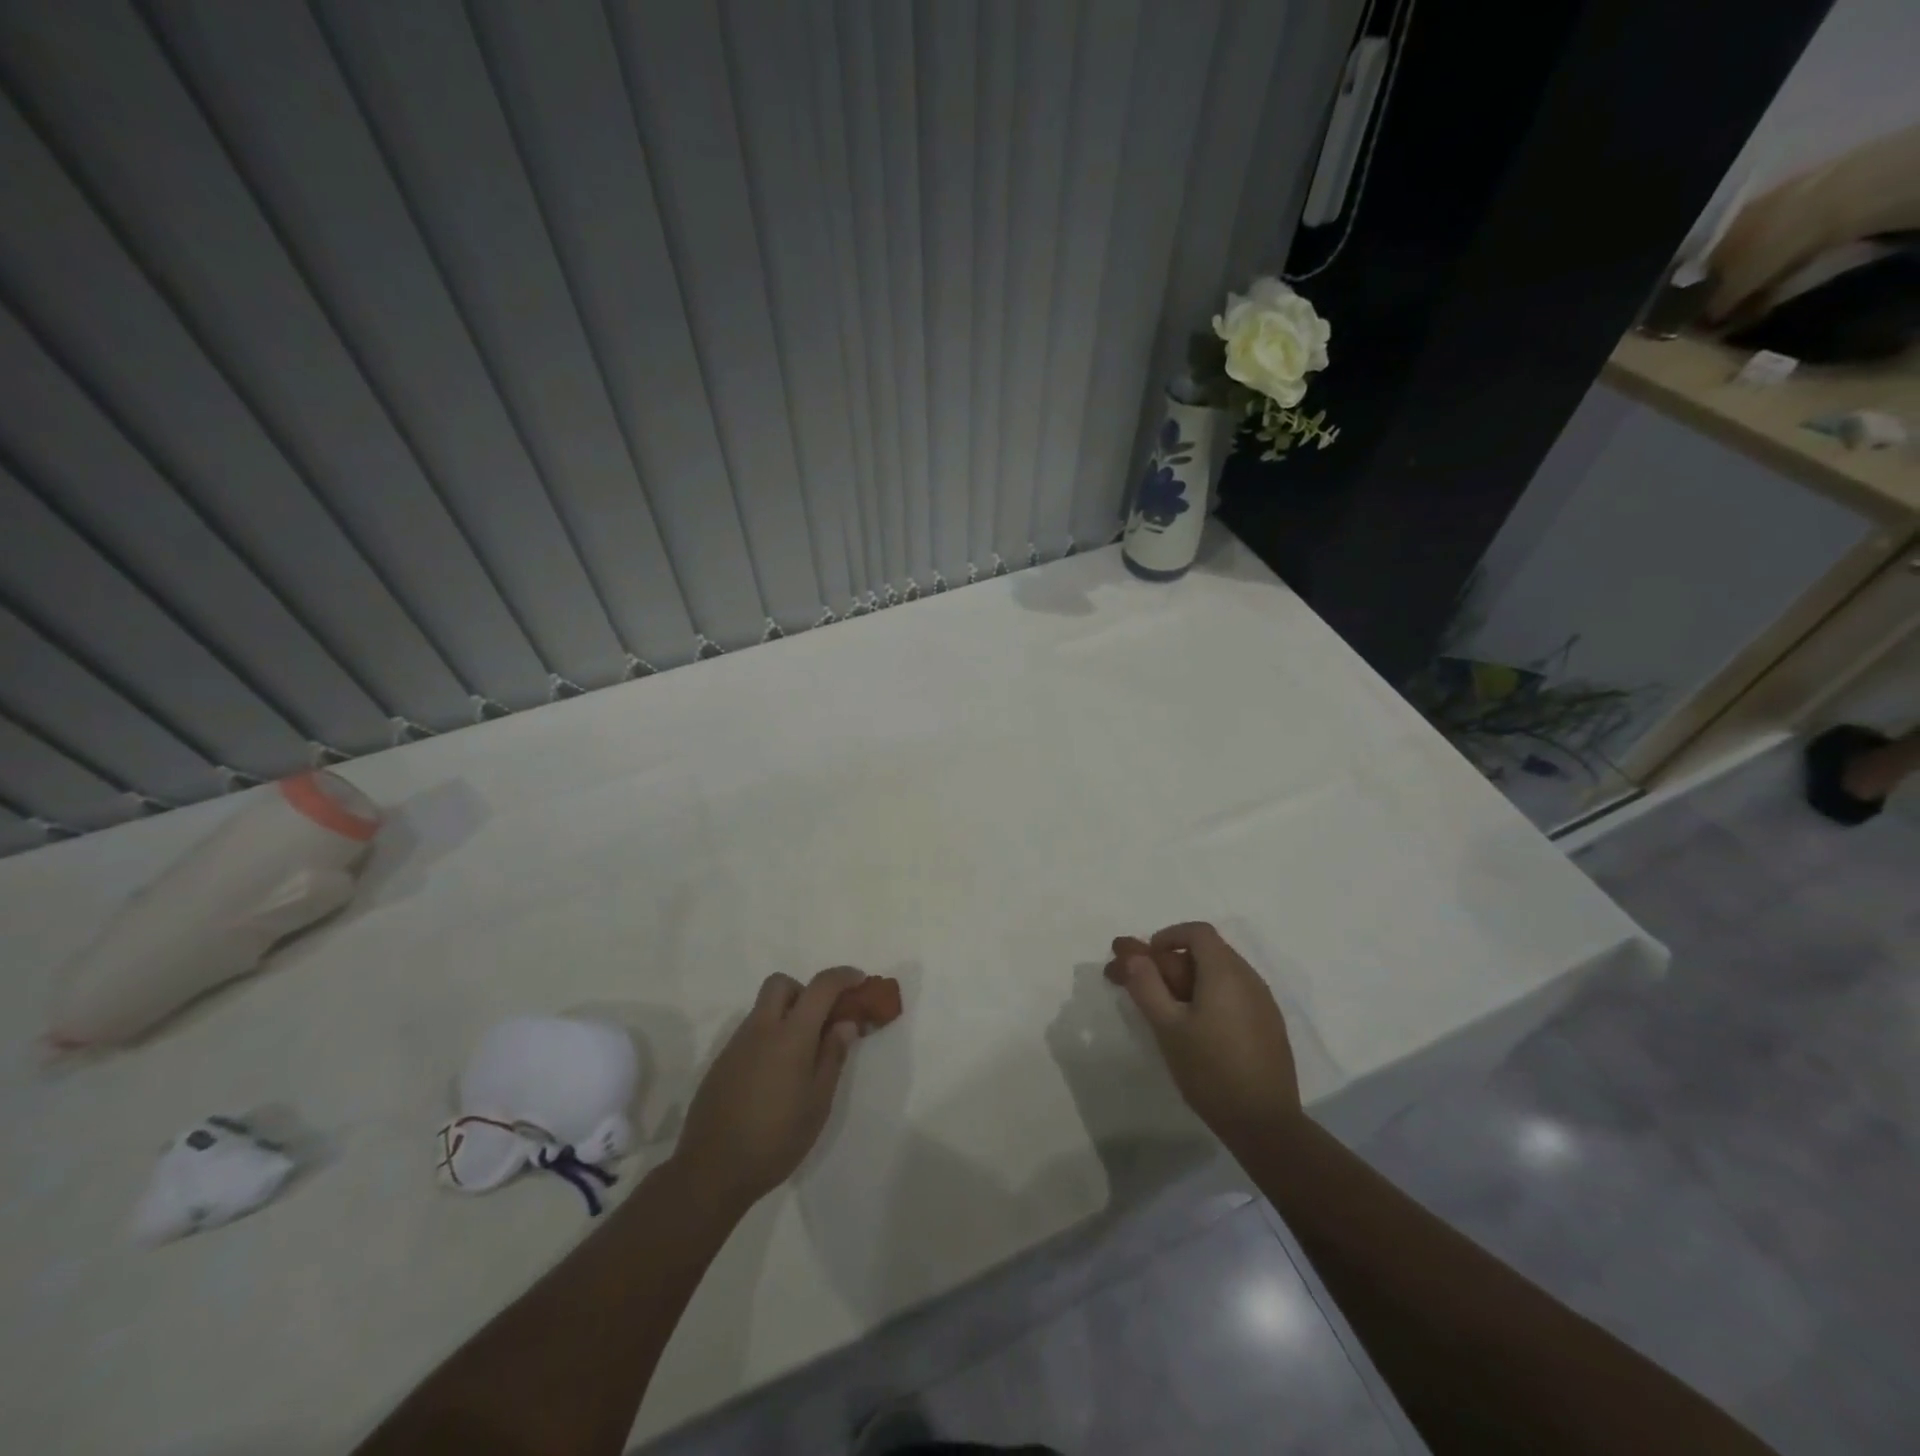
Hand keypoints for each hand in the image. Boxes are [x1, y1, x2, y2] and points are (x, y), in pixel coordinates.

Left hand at [672, 967, 864, 1208]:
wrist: (711, 1172)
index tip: (860, 981)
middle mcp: (760, 1030)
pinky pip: (750, 1033)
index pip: (820, 987)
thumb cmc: (776, 1139)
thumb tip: (845, 1023)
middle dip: (805, 990)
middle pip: (781, 984)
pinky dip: (769, 1037)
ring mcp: (735, 1045)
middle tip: (822, 1020)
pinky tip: (776, 1076)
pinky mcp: (721, 1063)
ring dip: (786, 1015)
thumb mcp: (818, 1103)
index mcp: (789, 1036)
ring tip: (802, 1056)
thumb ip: (833, 1056)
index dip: (843, 977)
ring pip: (763, 1009)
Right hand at [1105, 922, 1301, 1146]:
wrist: (1265, 1124)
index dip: (1167, 937)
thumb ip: (1146, 985)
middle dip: (1170, 963)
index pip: (1196, 932)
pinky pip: (1234, 995)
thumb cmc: (1210, 1070)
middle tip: (1142, 987)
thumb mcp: (1167, 1027)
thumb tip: (1132, 955)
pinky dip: (1210, 997)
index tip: (1145, 960)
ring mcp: (1263, 1003)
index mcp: (1225, 972)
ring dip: (1189, 981)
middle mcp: (1249, 978)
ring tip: (1165, 1011)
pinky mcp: (1269, 1026)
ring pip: (1220, 975)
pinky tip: (1196, 1029)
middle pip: (1207, 952)